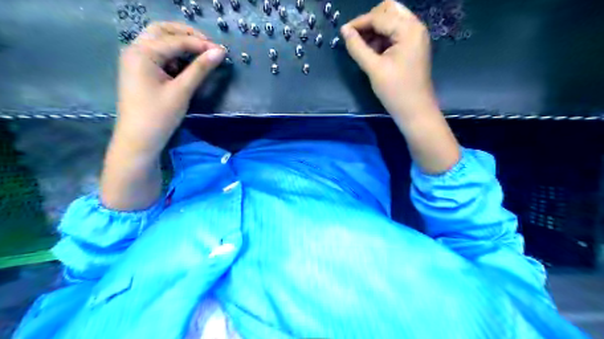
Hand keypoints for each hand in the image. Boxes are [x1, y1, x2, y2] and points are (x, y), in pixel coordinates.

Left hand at [113, 23, 225, 156]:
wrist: (138, 140)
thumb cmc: (159, 115)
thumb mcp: (182, 91)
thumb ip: (200, 69)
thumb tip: (220, 52)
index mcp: (142, 52)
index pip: (176, 41)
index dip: (201, 44)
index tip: (223, 51)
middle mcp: (135, 50)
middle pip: (162, 31)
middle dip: (187, 35)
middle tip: (209, 45)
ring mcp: (136, 60)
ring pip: (159, 41)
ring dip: (180, 43)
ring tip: (201, 54)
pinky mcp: (140, 71)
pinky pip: (158, 54)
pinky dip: (173, 55)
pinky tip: (186, 65)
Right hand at [342, 3, 460, 175]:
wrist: (416, 111)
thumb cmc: (396, 91)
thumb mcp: (374, 69)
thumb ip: (358, 48)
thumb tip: (344, 31)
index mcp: (408, 29)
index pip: (379, 16)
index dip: (359, 23)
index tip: (343, 32)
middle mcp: (415, 27)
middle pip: (389, 10)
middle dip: (370, 21)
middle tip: (356, 38)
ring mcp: (416, 36)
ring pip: (392, 20)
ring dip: (376, 29)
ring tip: (363, 47)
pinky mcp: (413, 46)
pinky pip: (395, 33)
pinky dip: (382, 37)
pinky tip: (373, 51)